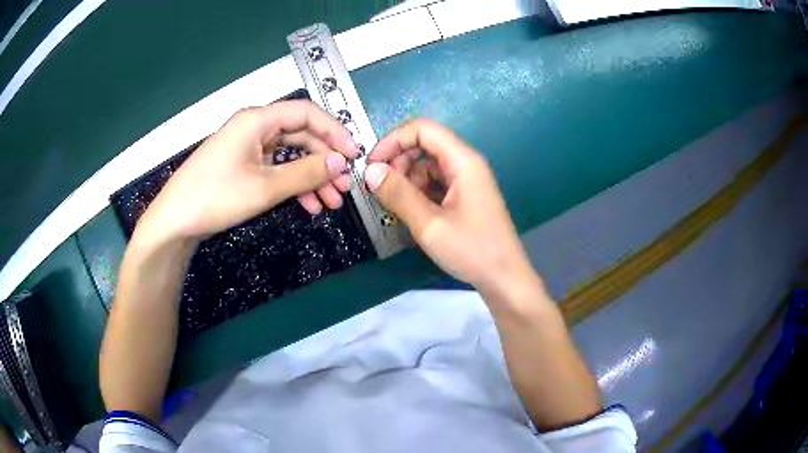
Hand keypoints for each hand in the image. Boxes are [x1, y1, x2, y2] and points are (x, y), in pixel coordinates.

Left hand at [132, 101, 358, 248]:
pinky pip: (275, 169)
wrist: (174, 222)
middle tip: (345, 185)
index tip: (353, 155)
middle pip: (301, 135)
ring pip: (290, 155)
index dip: (334, 131)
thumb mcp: (264, 187)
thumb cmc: (215, 197)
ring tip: (332, 201)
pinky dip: (293, 185)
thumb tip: (341, 163)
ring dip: (312, 177)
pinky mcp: (242, 166)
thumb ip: (306, 172)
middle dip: (325, 161)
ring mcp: (247, 148)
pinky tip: (309, 205)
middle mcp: (254, 128)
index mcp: (258, 120)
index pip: (307, 113)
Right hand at [364, 119, 538, 298]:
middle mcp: (466, 164)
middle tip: (380, 188)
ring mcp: (466, 181)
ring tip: (394, 205)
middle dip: (398, 161)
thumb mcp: (430, 225)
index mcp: (463, 161)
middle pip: (425, 145)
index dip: (393, 140)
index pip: (422, 129)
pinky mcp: (464, 196)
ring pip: (428, 165)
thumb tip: (370, 171)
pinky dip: (418, 191)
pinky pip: (435, 183)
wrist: (504, 278)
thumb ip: (399, 195)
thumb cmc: (472, 250)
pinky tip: (410, 211)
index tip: (372, 165)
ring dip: (407, 179)